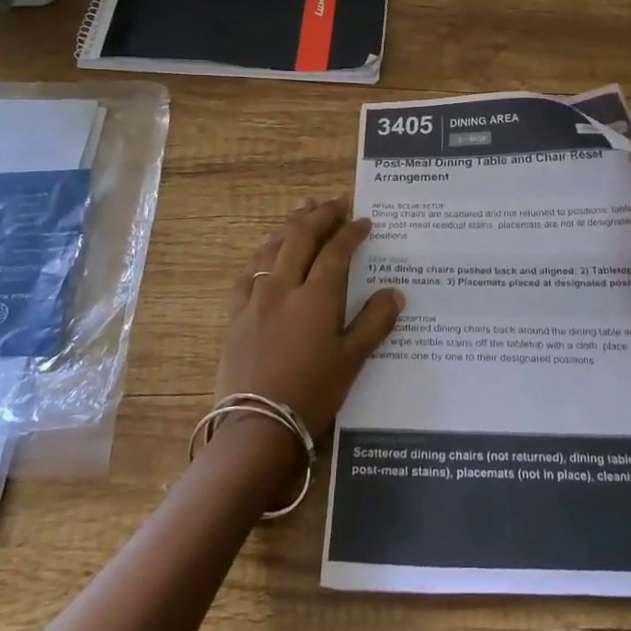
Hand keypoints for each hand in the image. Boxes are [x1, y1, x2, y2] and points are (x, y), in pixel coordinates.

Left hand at [216, 196, 403, 441]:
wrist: (257, 427)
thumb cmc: (312, 394)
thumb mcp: (352, 361)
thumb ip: (374, 323)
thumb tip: (394, 292)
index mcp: (317, 296)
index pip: (336, 251)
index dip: (351, 232)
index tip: (364, 221)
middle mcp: (284, 287)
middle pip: (300, 238)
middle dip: (320, 216)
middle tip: (335, 202)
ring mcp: (255, 299)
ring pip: (271, 249)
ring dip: (289, 227)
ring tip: (302, 211)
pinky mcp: (236, 315)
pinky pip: (249, 273)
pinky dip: (263, 254)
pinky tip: (266, 254)